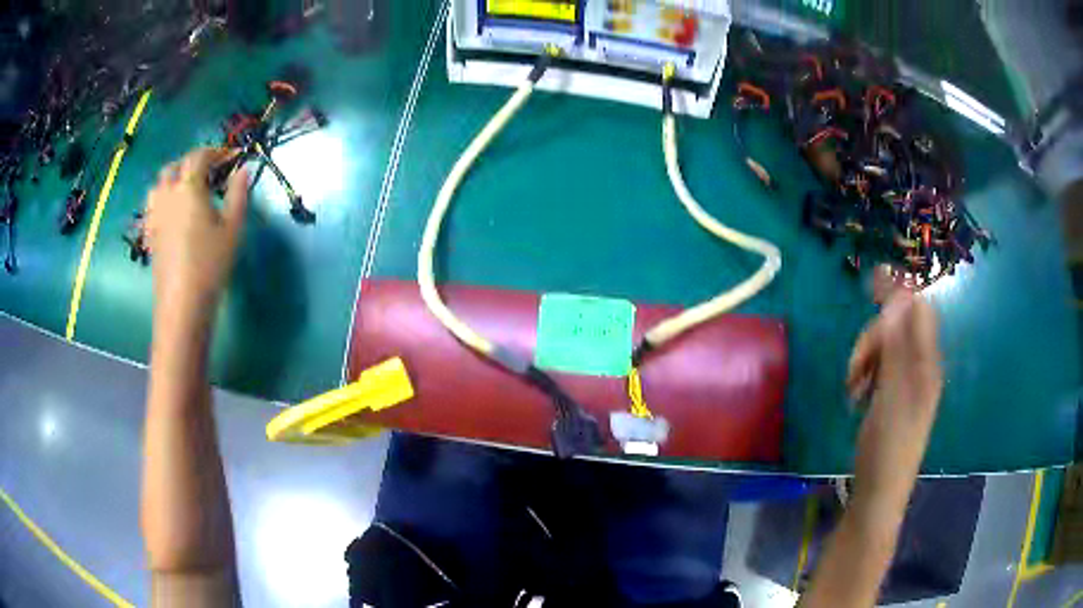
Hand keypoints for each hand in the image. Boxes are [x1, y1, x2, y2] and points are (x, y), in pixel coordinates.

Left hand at [145, 149, 248, 326]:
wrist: (182, 303)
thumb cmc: (210, 264)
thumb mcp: (232, 228)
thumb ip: (238, 194)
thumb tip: (243, 170)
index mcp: (189, 187)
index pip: (199, 156)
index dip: (215, 151)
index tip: (230, 156)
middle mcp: (168, 195)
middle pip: (175, 166)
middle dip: (192, 162)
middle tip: (209, 171)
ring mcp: (155, 215)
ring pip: (159, 184)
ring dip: (173, 178)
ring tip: (187, 188)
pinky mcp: (150, 234)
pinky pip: (153, 206)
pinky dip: (163, 199)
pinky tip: (172, 213)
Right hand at [847, 268, 942, 508]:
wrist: (879, 493)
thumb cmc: (888, 446)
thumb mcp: (893, 394)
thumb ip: (898, 346)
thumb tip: (899, 297)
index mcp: (927, 364)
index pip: (918, 310)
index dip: (897, 294)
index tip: (869, 285)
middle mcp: (922, 367)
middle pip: (898, 327)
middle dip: (872, 339)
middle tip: (854, 370)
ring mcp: (908, 383)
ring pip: (886, 348)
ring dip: (866, 358)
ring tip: (853, 388)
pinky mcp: (893, 397)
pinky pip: (881, 368)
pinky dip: (866, 374)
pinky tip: (858, 394)